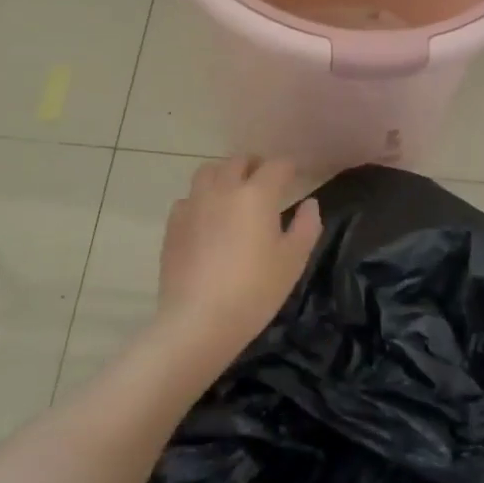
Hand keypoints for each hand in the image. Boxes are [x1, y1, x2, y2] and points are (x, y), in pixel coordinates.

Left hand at [155, 156, 321, 359]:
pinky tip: (206, 220)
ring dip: (224, 175)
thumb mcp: (293, 261)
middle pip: (239, 161)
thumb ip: (306, 227)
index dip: (289, 168)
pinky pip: (188, 198)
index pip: (277, 166)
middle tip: (265, 182)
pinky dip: (201, 200)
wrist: (198, 321)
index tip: (296, 176)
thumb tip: (309, 204)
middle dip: (255, 166)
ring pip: (208, 172)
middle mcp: (224, 189)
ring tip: (232, 193)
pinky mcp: (173, 224)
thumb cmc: (254, 290)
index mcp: (257, 194)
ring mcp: (194, 204)